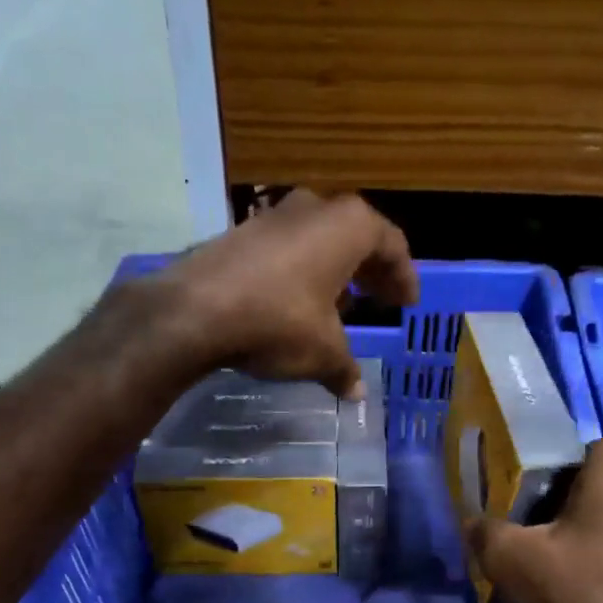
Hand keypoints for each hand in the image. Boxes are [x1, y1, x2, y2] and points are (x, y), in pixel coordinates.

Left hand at [147, 192, 416, 397]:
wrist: (195, 311)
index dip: (403, 276)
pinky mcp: (240, 232)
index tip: (407, 302)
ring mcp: (273, 216)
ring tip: (341, 306)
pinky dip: (301, 271)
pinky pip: (286, 249)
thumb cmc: (279, 321)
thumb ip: (345, 368)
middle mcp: (314, 209)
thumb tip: (356, 393)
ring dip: (334, 271)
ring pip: (318, 240)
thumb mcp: (323, 352)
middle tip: (381, 299)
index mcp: (348, 226)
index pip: (391, 244)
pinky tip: (296, 304)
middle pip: (356, 237)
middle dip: (370, 271)